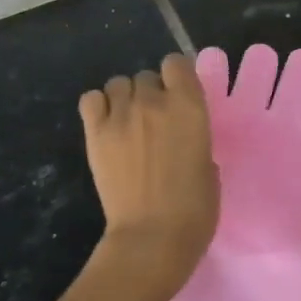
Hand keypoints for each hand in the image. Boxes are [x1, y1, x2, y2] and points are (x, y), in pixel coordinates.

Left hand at [79, 55, 218, 298]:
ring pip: (118, 84)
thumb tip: (181, 136)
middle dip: (151, 93)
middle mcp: (153, 102)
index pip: (177, 63)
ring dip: (125, 98)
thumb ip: (195, 138)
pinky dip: (99, 106)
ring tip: (129, 124)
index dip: (178, 77)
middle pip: (146, 76)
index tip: (180, 96)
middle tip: (155, 121)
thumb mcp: (209, 165)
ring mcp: (120, 116)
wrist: (152, 237)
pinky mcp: (95, 134)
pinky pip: (91, 99)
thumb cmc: (195, 208)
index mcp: (190, 107)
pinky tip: (107, 125)